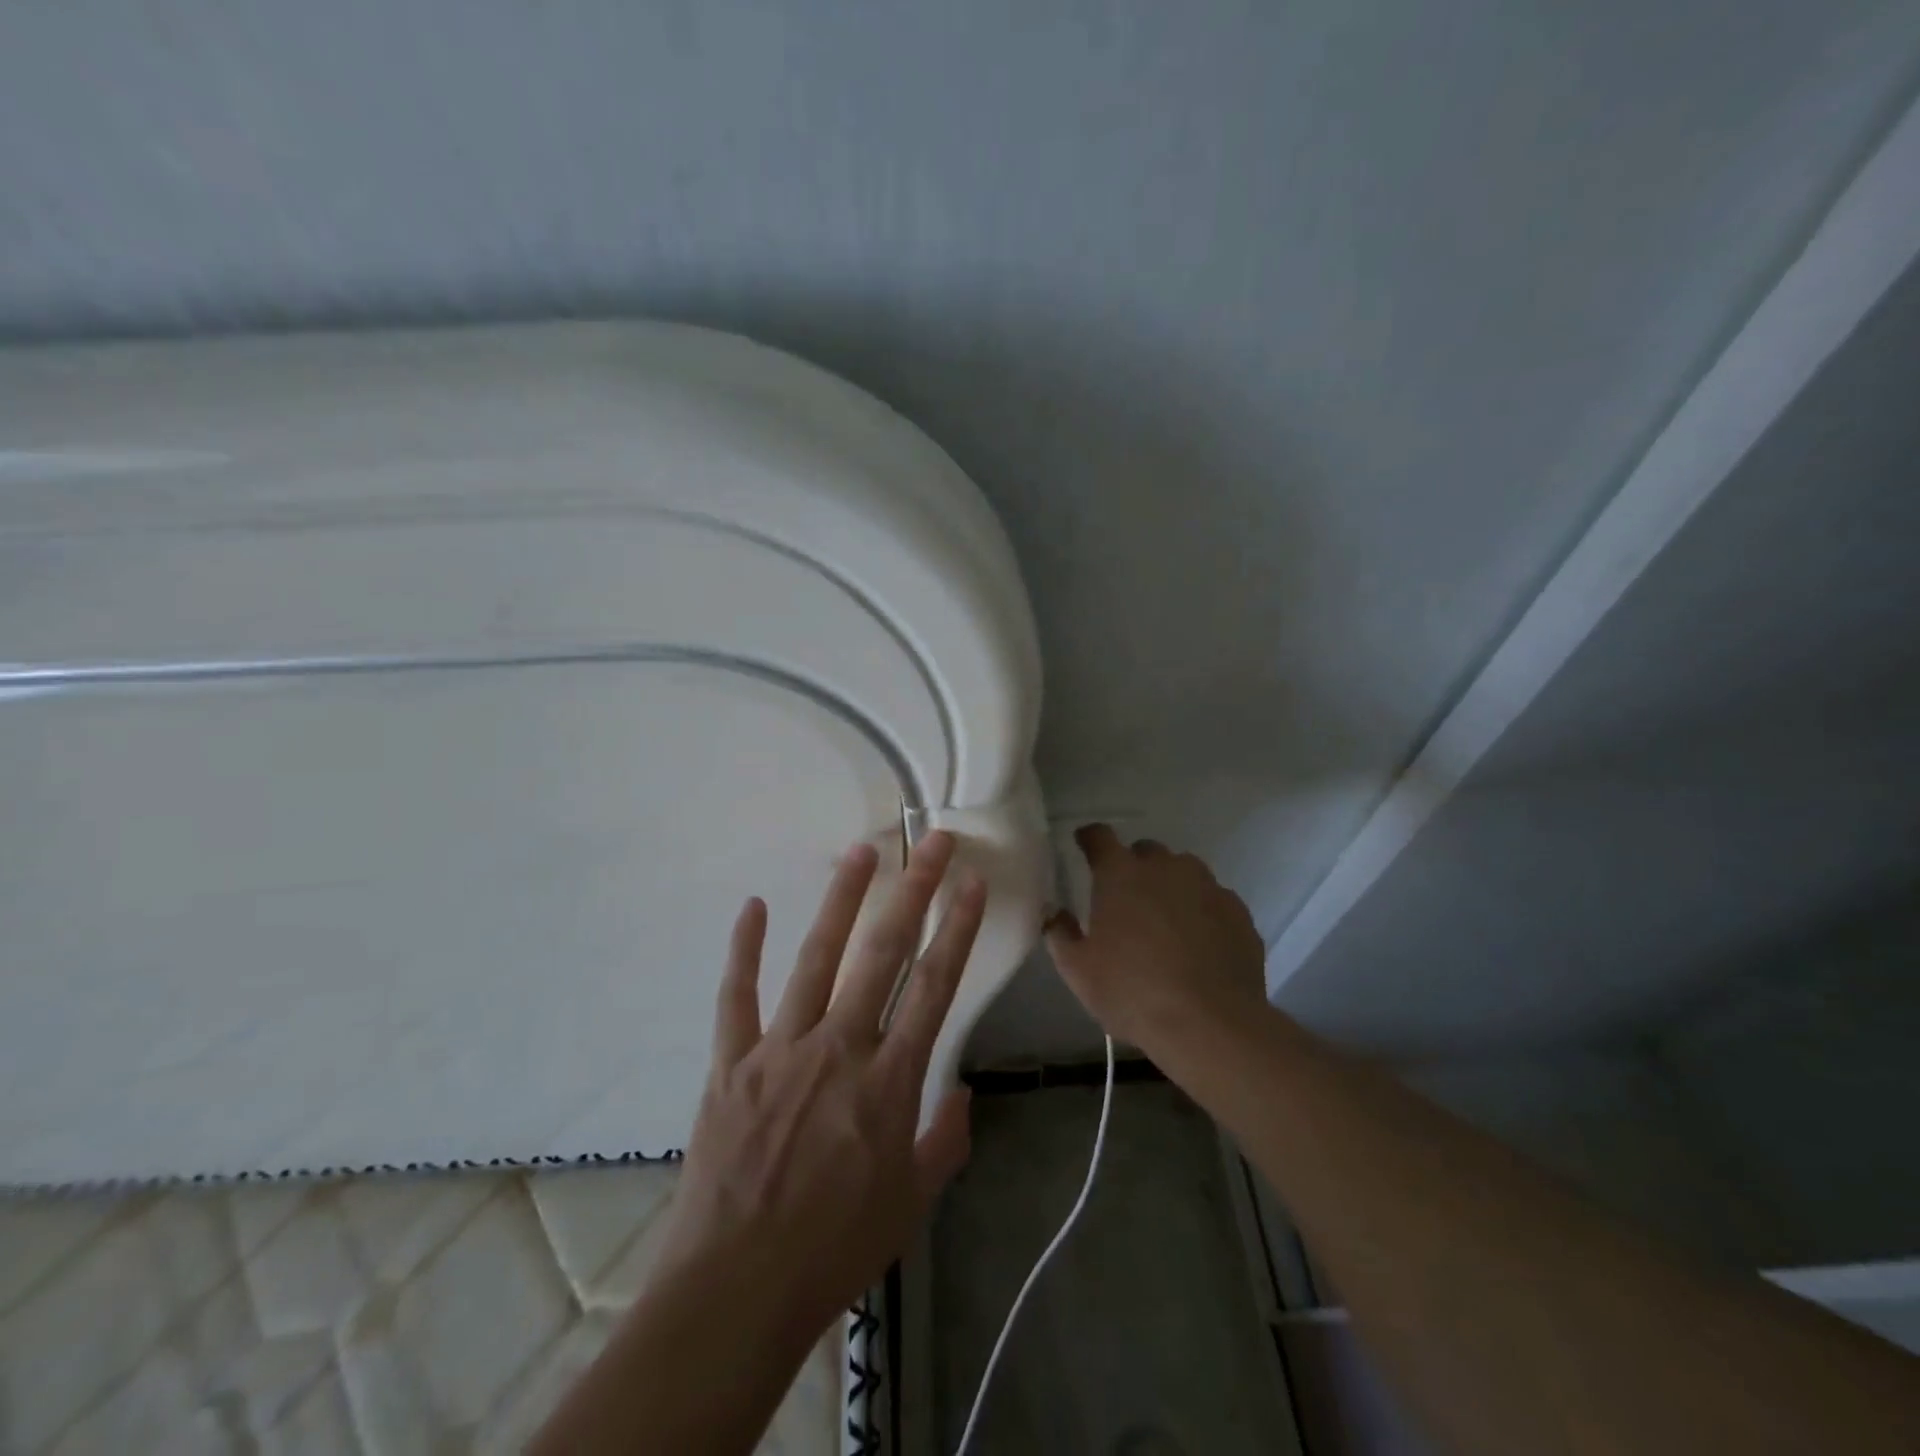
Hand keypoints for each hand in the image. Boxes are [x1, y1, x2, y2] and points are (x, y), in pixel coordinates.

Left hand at [653, 830, 985, 1337]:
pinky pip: (737, 995)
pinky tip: (755, 906)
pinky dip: (745, 949)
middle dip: (913, 891)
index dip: (957, 929)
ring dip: (841, 900)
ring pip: (816, 958)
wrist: (736, 1292)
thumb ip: (944, 1142)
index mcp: (889, 1082)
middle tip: (930, 841)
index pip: (933, 987)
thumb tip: (963, 1093)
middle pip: (883, 954)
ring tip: (860, 852)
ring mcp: (780, 1049)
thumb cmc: (835, 1249)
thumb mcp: (911, 1202)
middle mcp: (839, 1048)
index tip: (971, 882)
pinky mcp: (731, 1062)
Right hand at [1045, 824, 1266, 1053]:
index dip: (1090, 838)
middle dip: (1134, 867)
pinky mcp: (1238, 912)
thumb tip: (1055, 912)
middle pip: (1145, 852)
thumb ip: (1060, 933)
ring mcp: (1208, 886)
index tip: (1084, 844)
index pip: (1100, 837)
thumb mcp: (1078, 970)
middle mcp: (1165, 868)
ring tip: (1165, 922)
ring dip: (1170, 887)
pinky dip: (1202, 912)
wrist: (1210, 1024)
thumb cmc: (1132, 992)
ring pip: (1184, 872)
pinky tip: (1198, 944)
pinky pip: (1213, 900)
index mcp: (1120, 874)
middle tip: (1126, 899)